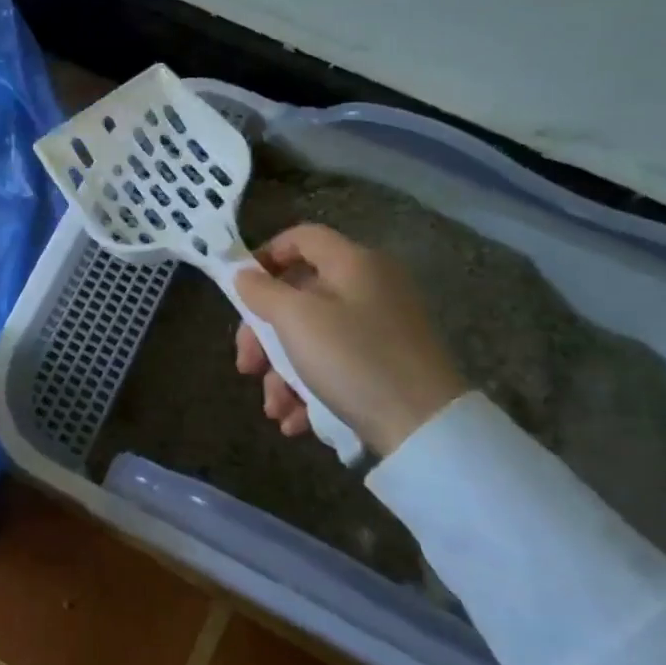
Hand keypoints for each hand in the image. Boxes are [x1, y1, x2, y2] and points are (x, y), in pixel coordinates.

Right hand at [234, 225, 467, 457]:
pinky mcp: (388, 364)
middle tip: (247, 366)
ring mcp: (382, 327)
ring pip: (313, 336)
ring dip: (282, 371)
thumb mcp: (296, 319)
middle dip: (265, 335)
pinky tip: (297, 420)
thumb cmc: (352, 359)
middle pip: (300, 295)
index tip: (240, 290)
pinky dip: (311, 388)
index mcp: (353, 263)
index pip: (302, 237)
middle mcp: (370, 286)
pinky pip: (337, 364)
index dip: (266, 256)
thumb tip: (244, 275)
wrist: (426, 427)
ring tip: (275, 409)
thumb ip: (262, 291)